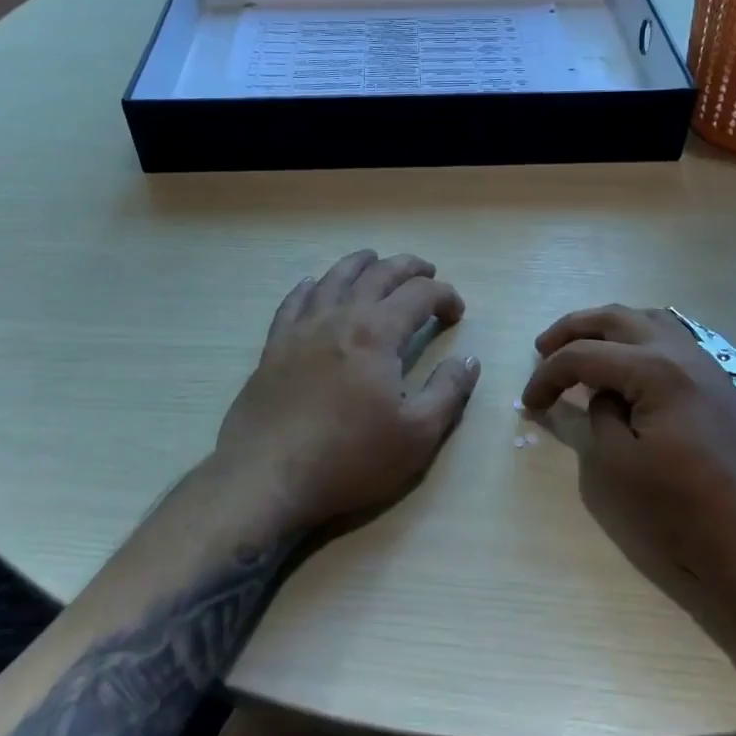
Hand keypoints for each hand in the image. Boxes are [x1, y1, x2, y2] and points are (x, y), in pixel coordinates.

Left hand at [215, 250, 480, 533]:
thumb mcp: (417, 435)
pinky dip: (310, 286)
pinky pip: (294, 302)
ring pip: (335, 278)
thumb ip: (448, 392)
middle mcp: (340, 317)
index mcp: (378, 333)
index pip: (420, 294)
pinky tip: (313, 284)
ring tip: (373, 259)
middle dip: (408, 267)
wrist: (266, 476)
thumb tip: (469, 360)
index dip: (445, 296)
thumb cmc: (349, 458)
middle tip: (427, 271)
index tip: (457, 313)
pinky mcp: (275, 346)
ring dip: (360, 263)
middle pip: (378, 274)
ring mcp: (302, 329)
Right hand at [520, 304, 735, 605]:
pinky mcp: (719, 382)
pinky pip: (671, 338)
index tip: (529, 404)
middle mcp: (681, 351)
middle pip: (615, 318)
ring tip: (582, 347)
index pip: (583, 355)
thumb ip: (600, 417)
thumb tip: (605, 396)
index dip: (548, 376)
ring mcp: (706, 362)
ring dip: (607, 327)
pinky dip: (638, 338)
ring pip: (647, 319)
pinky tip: (629, 361)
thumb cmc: (686, 508)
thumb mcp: (620, 466)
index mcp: (653, 368)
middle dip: (572, 329)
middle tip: (542, 350)